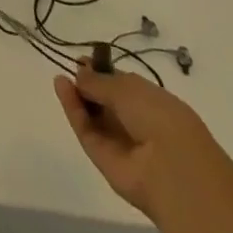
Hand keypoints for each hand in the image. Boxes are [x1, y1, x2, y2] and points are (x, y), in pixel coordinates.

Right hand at [53, 63, 223, 216]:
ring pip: (94, 117)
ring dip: (77, 96)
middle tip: (72, 68)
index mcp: (154, 104)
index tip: (84, 61)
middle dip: (89, 84)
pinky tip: (61, 87)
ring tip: (61, 78)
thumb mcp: (128, 88)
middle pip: (107, 102)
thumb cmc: (159, 118)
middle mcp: (138, 124)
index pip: (124, 87)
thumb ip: (100, 80)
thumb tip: (80, 73)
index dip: (103, 73)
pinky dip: (73, 110)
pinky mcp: (105, 160)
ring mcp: (121, 144)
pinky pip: (86, 131)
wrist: (172, 172)